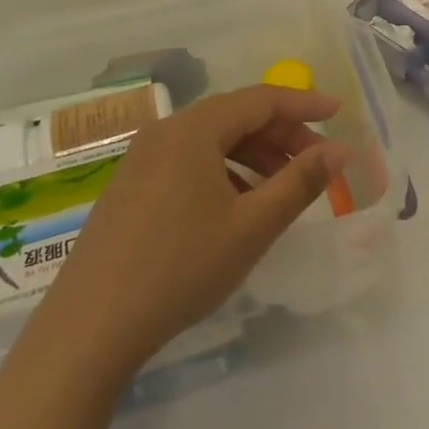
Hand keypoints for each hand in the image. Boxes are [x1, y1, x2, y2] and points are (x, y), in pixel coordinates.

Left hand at [34, 85, 346, 377]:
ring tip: (283, 187)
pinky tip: (238, 205)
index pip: (261, 99)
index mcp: (194, 129)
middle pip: (236, 117)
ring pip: (212, 140)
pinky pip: (189, 161)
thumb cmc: (180, 268)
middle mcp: (165, 131)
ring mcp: (142, 158)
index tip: (338, 114)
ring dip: (254, 155)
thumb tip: (340, 150)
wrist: (89, 329)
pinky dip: (224, 171)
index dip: (303, 105)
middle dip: (281, 134)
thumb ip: (300, 183)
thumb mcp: (251, 227)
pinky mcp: (131, 186)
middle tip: (317, 161)